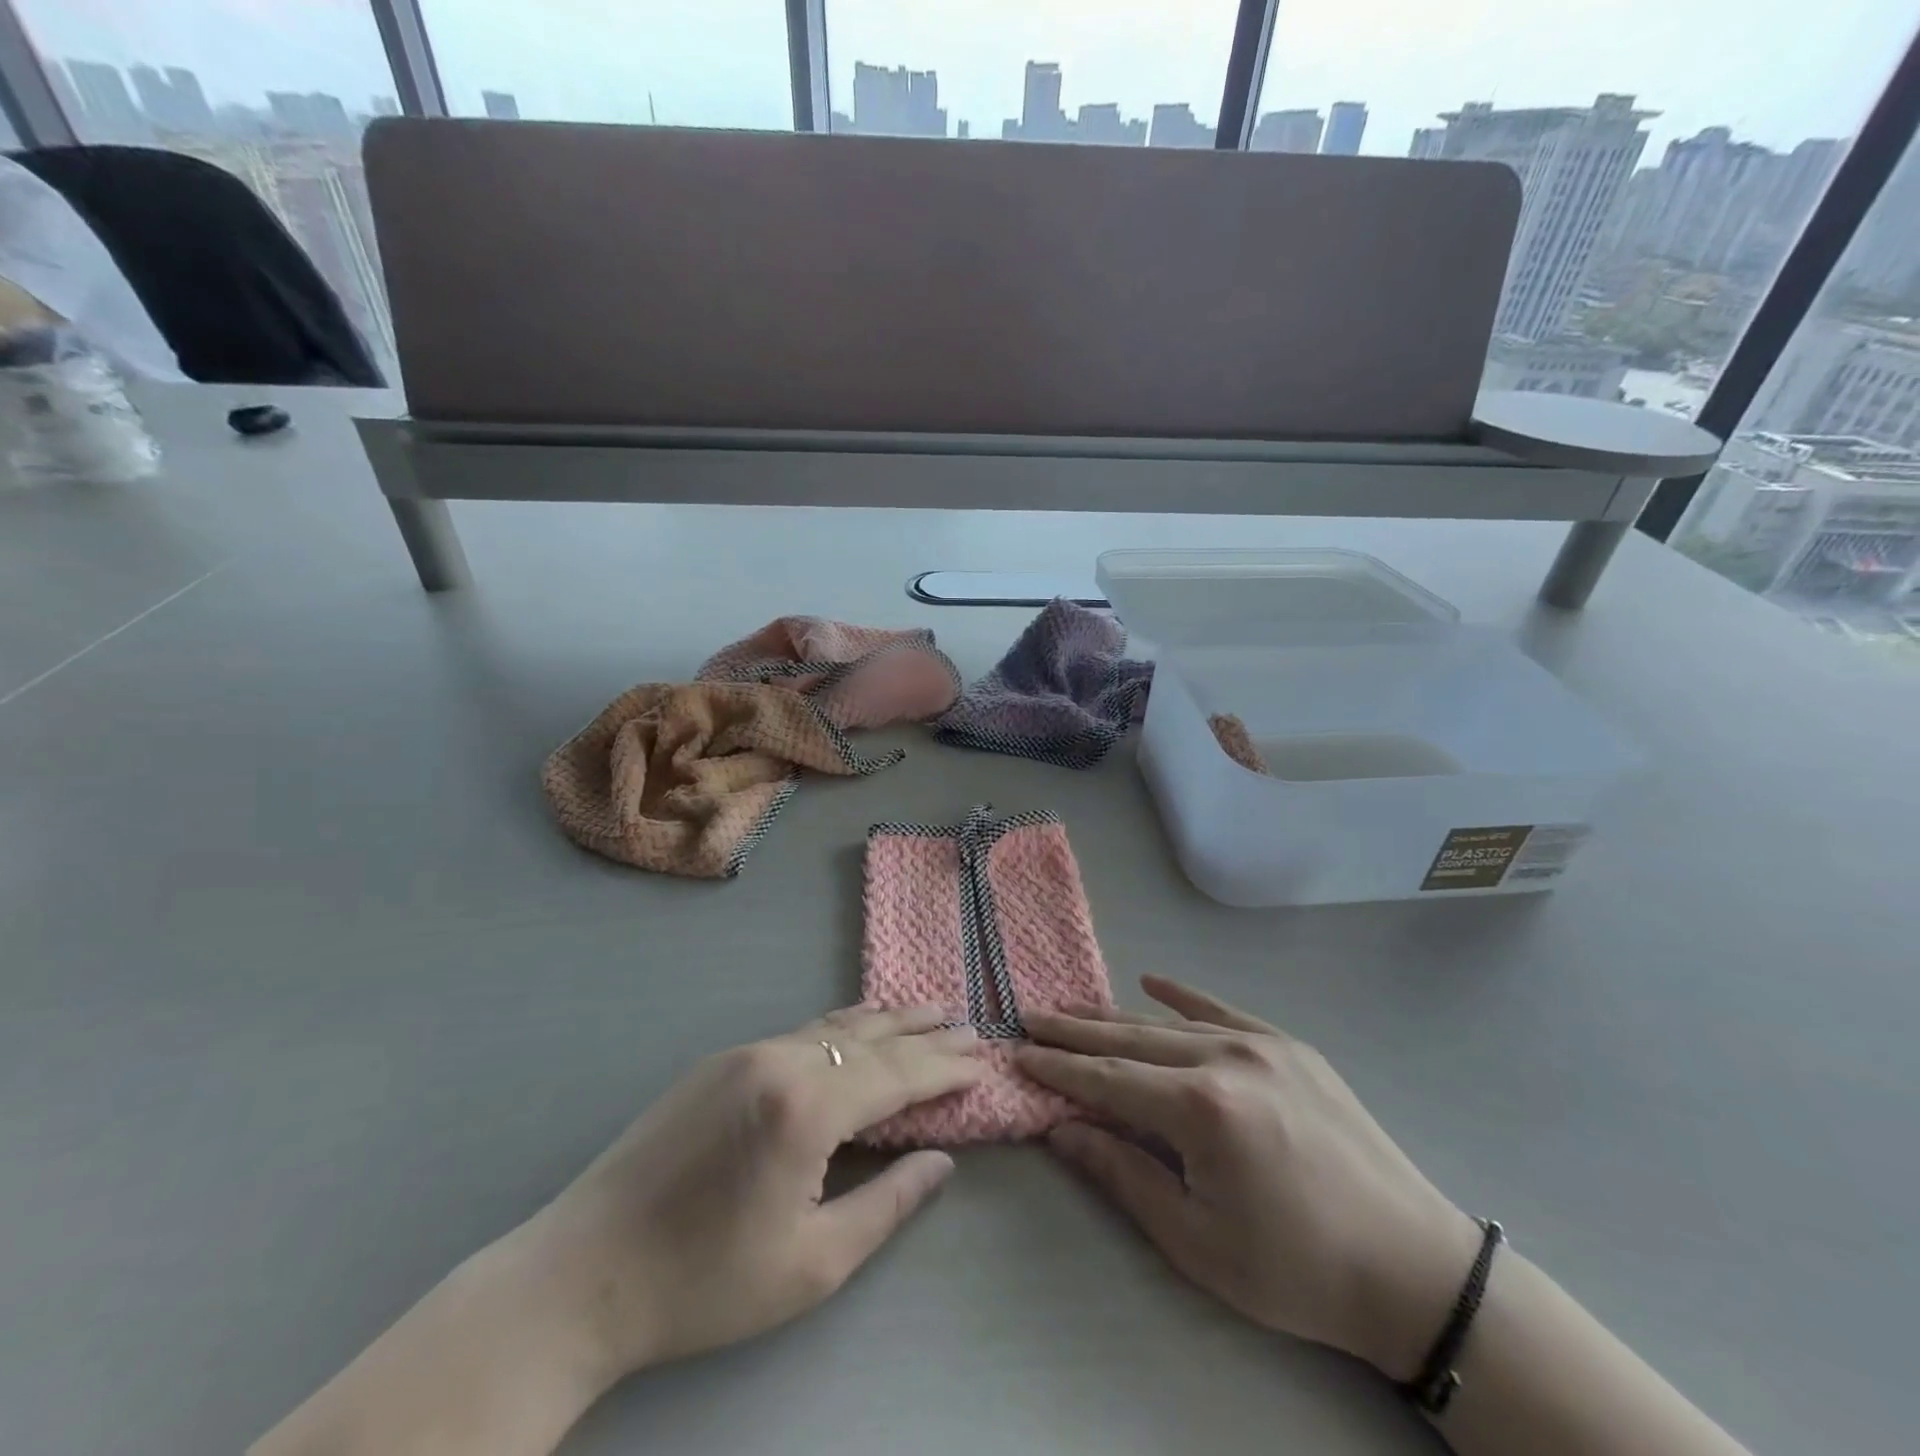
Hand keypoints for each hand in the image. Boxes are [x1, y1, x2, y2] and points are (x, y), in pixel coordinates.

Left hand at [523, 1004, 982, 1383]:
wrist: (583, 1273)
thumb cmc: (704, 1284)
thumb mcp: (812, 1265)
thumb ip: (887, 1203)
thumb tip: (941, 1160)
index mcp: (807, 1106)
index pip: (897, 1076)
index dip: (944, 1069)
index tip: (983, 1061)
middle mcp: (780, 1060)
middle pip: (871, 1039)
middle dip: (924, 1033)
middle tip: (968, 1024)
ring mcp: (745, 1053)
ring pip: (834, 1028)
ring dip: (885, 1022)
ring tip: (928, 1010)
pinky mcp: (720, 1060)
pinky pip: (799, 1034)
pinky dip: (841, 1028)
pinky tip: (858, 1025)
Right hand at [1015, 976, 1480, 1379]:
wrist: (1415, 1269)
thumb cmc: (1296, 1270)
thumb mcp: (1197, 1240)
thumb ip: (1123, 1174)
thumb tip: (1061, 1128)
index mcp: (1202, 1108)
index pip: (1107, 1079)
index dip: (1058, 1068)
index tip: (1017, 1052)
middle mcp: (1226, 1058)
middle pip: (1130, 1039)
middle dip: (1075, 1031)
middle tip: (1030, 1017)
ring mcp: (1261, 1044)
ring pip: (1168, 1023)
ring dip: (1116, 1017)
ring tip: (1072, 1009)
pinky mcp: (1289, 1045)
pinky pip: (1222, 1009)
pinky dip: (1182, 995)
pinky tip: (1151, 979)